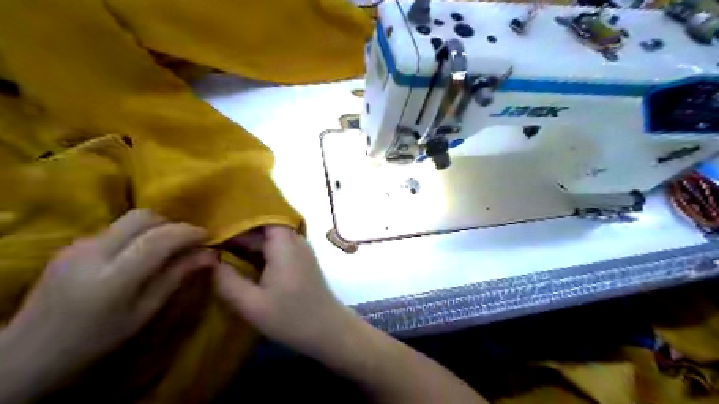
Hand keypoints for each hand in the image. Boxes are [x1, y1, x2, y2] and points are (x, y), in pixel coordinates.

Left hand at [6, 211, 215, 369]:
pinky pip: (115, 229)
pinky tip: (139, 254)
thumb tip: (210, 255)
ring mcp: (77, 246)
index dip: (188, 232)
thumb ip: (177, 277)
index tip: (208, 237)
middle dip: (172, 224)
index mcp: (113, 278)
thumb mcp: (145, 313)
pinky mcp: (70, 245)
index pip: (159, 238)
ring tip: (166, 248)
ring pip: (128, 220)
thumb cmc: (97, 341)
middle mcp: (92, 253)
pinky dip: (136, 234)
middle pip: (142, 217)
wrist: (28, 355)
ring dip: (155, 228)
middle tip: (187, 242)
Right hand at [211, 227, 352, 356]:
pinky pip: (278, 248)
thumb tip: (208, 260)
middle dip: (238, 232)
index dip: (236, 217)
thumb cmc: (291, 317)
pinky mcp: (301, 261)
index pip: (260, 216)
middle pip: (264, 227)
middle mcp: (294, 240)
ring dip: (248, 243)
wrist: (328, 330)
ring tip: (218, 248)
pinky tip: (241, 262)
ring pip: (270, 238)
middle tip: (207, 239)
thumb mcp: (251, 304)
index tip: (211, 223)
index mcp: (284, 243)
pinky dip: (260, 252)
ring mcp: (300, 250)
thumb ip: (226, 281)